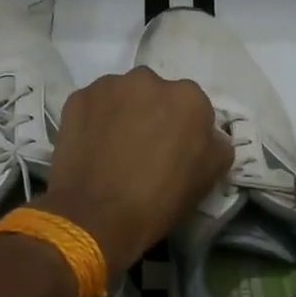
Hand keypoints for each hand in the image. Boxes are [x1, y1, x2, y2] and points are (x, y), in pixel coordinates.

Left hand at [39, 67, 232, 276]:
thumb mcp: (209, 178)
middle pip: (157, 94)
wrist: (97, 217)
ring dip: (124, 112)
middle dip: (154, 113)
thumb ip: (217, 146)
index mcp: (188, 97)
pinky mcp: (78, 98)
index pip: (194, 107)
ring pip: (124, 95)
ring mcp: (109, 86)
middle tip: (145, 147)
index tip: (177, 151)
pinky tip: (93, 146)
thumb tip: (209, 136)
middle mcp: (149, 80)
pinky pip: (94, 104)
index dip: (186, 130)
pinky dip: (95, 119)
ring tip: (115, 147)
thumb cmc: (160, 200)